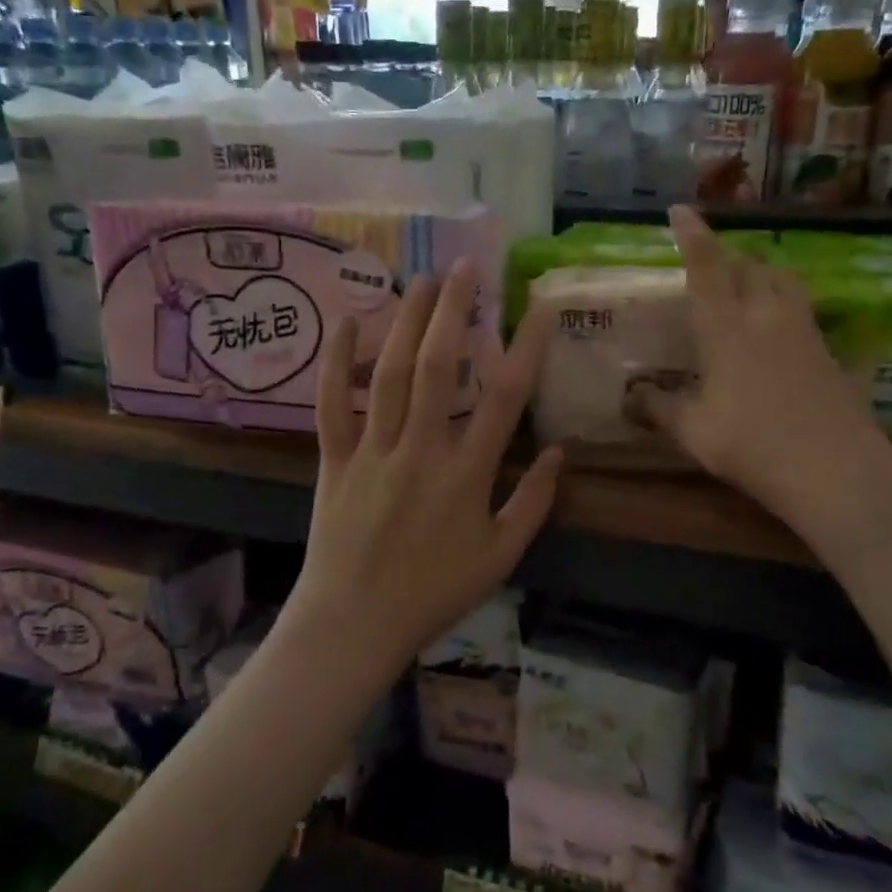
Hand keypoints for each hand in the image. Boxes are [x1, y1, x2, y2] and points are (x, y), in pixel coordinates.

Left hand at [284, 260, 560, 680]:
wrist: (354, 624)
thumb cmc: (432, 593)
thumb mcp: (499, 558)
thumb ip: (533, 503)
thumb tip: (560, 452)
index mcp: (466, 476)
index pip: (503, 398)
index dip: (525, 347)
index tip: (538, 306)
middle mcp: (419, 451)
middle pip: (438, 368)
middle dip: (453, 311)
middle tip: (465, 268)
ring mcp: (372, 451)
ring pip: (389, 374)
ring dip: (406, 321)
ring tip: (421, 279)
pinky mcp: (334, 459)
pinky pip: (331, 404)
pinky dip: (336, 362)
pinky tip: (346, 322)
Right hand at [634, 206, 891, 564]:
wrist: (836, 468)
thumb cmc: (751, 444)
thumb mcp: (694, 430)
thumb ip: (660, 408)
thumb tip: (631, 397)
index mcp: (727, 326)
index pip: (706, 267)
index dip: (692, 235)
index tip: (681, 210)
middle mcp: (767, 315)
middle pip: (749, 264)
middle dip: (728, 254)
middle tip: (710, 261)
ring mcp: (805, 330)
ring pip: (784, 280)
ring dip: (762, 272)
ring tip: (747, 283)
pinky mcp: (830, 351)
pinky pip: (804, 310)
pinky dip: (786, 304)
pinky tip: (780, 330)